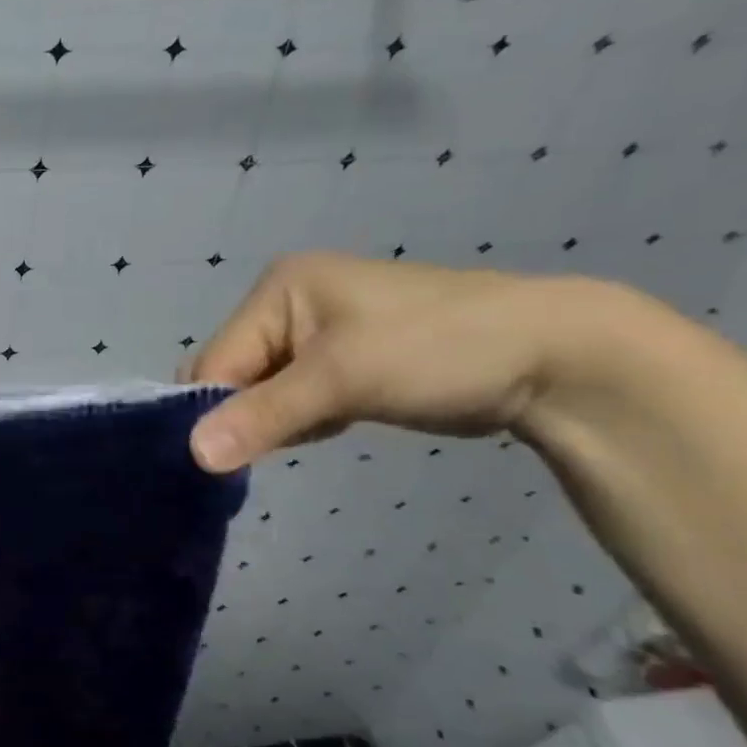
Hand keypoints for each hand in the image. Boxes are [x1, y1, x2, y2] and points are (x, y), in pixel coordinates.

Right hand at [176, 252, 615, 472]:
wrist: (552, 357)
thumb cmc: (436, 349)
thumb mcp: (341, 379)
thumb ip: (262, 416)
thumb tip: (194, 455)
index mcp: (278, 290)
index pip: (214, 360)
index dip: (212, 409)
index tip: (222, 456)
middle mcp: (286, 306)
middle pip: (230, 376)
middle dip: (245, 415)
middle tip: (280, 440)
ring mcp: (314, 335)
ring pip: (258, 393)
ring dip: (275, 422)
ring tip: (322, 425)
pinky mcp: (339, 364)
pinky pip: (289, 400)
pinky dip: (299, 421)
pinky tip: (333, 425)